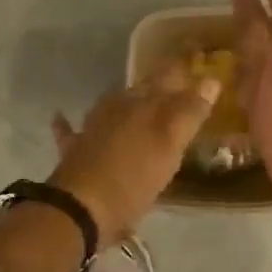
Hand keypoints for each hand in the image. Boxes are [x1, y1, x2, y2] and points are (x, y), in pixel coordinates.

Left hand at [47, 62, 220, 247]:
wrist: (81, 207)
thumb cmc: (133, 175)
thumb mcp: (170, 143)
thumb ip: (190, 111)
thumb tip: (210, 79)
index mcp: (143, 103)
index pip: (169, 76)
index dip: (184, 70)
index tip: (199, 64)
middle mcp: (116, 108)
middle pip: (142, 90)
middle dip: (158, 85)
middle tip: (177, 84)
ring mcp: (91, 128)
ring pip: (112, 105)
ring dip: (125, 100)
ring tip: (138, 99)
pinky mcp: (74, 151)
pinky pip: (70, 130)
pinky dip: (68, 122)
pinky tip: (60, 116)